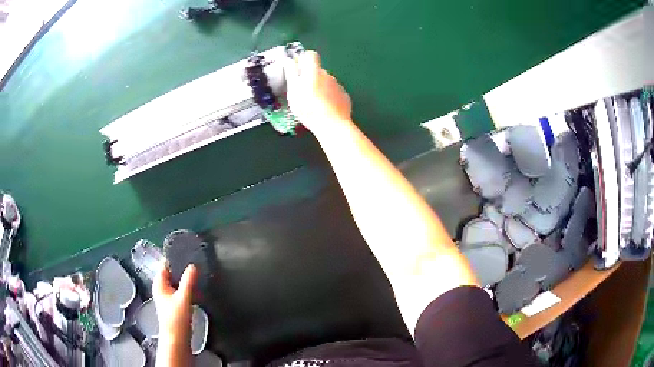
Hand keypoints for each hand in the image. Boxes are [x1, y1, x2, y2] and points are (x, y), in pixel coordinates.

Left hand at [153, 264, 197, 365]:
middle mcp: (162, 289)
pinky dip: (187, 288)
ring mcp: (168, 297)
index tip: (187, 251)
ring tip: (198, 273)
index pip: (165, 265)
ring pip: (177, 283)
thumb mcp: (183, 298)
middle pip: (172, 273)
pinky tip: (197, 288)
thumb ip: (188, 281)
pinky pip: (181, 291)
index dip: (174, 258)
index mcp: (159, 284)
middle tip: (196, 261)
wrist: (177, 340)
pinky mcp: (175, 305)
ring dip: (186, 279)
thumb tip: (193, 265)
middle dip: (182, 268)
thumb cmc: (176, 319)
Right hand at [284, 51, 351, 133]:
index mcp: (314, 71)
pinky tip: (325, 110)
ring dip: (319, 89)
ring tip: (313, 104)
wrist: (333, 125)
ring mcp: (338, 86)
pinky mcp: (345, 97)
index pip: (310, 55)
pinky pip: (334, 93)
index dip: (304, 59)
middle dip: (310, 77)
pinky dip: (329, 98)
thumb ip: (291, 74)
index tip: (298, 69)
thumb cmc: (308, 107)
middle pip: (318, 71)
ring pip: (326, 83)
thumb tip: (288, 60)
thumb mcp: (293, 91)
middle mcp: (328, 75)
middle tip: (302, 93)